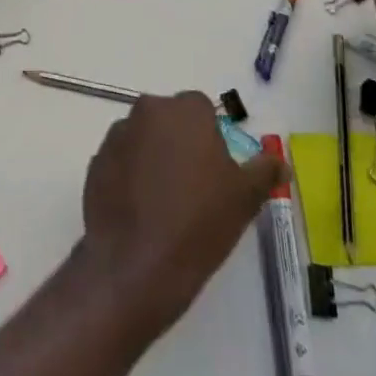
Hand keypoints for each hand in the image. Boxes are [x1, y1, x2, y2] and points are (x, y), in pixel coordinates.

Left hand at [78, 93, 280, 339]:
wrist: (137, 265)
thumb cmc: (199, 224)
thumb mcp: (244, 199)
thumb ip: (264, 171)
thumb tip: (279, 161)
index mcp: (184, 110)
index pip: (202, 110)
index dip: (211, 139)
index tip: (216, 172)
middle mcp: (147, 110)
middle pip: (170, 120)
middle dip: (181, 144)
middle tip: (194, 188)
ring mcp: (117, 135)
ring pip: (144, 139)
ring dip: (154, 158)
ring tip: (165, 204)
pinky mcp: (95, 161)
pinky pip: (121, 161)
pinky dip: (131, 177)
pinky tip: (142, 212)